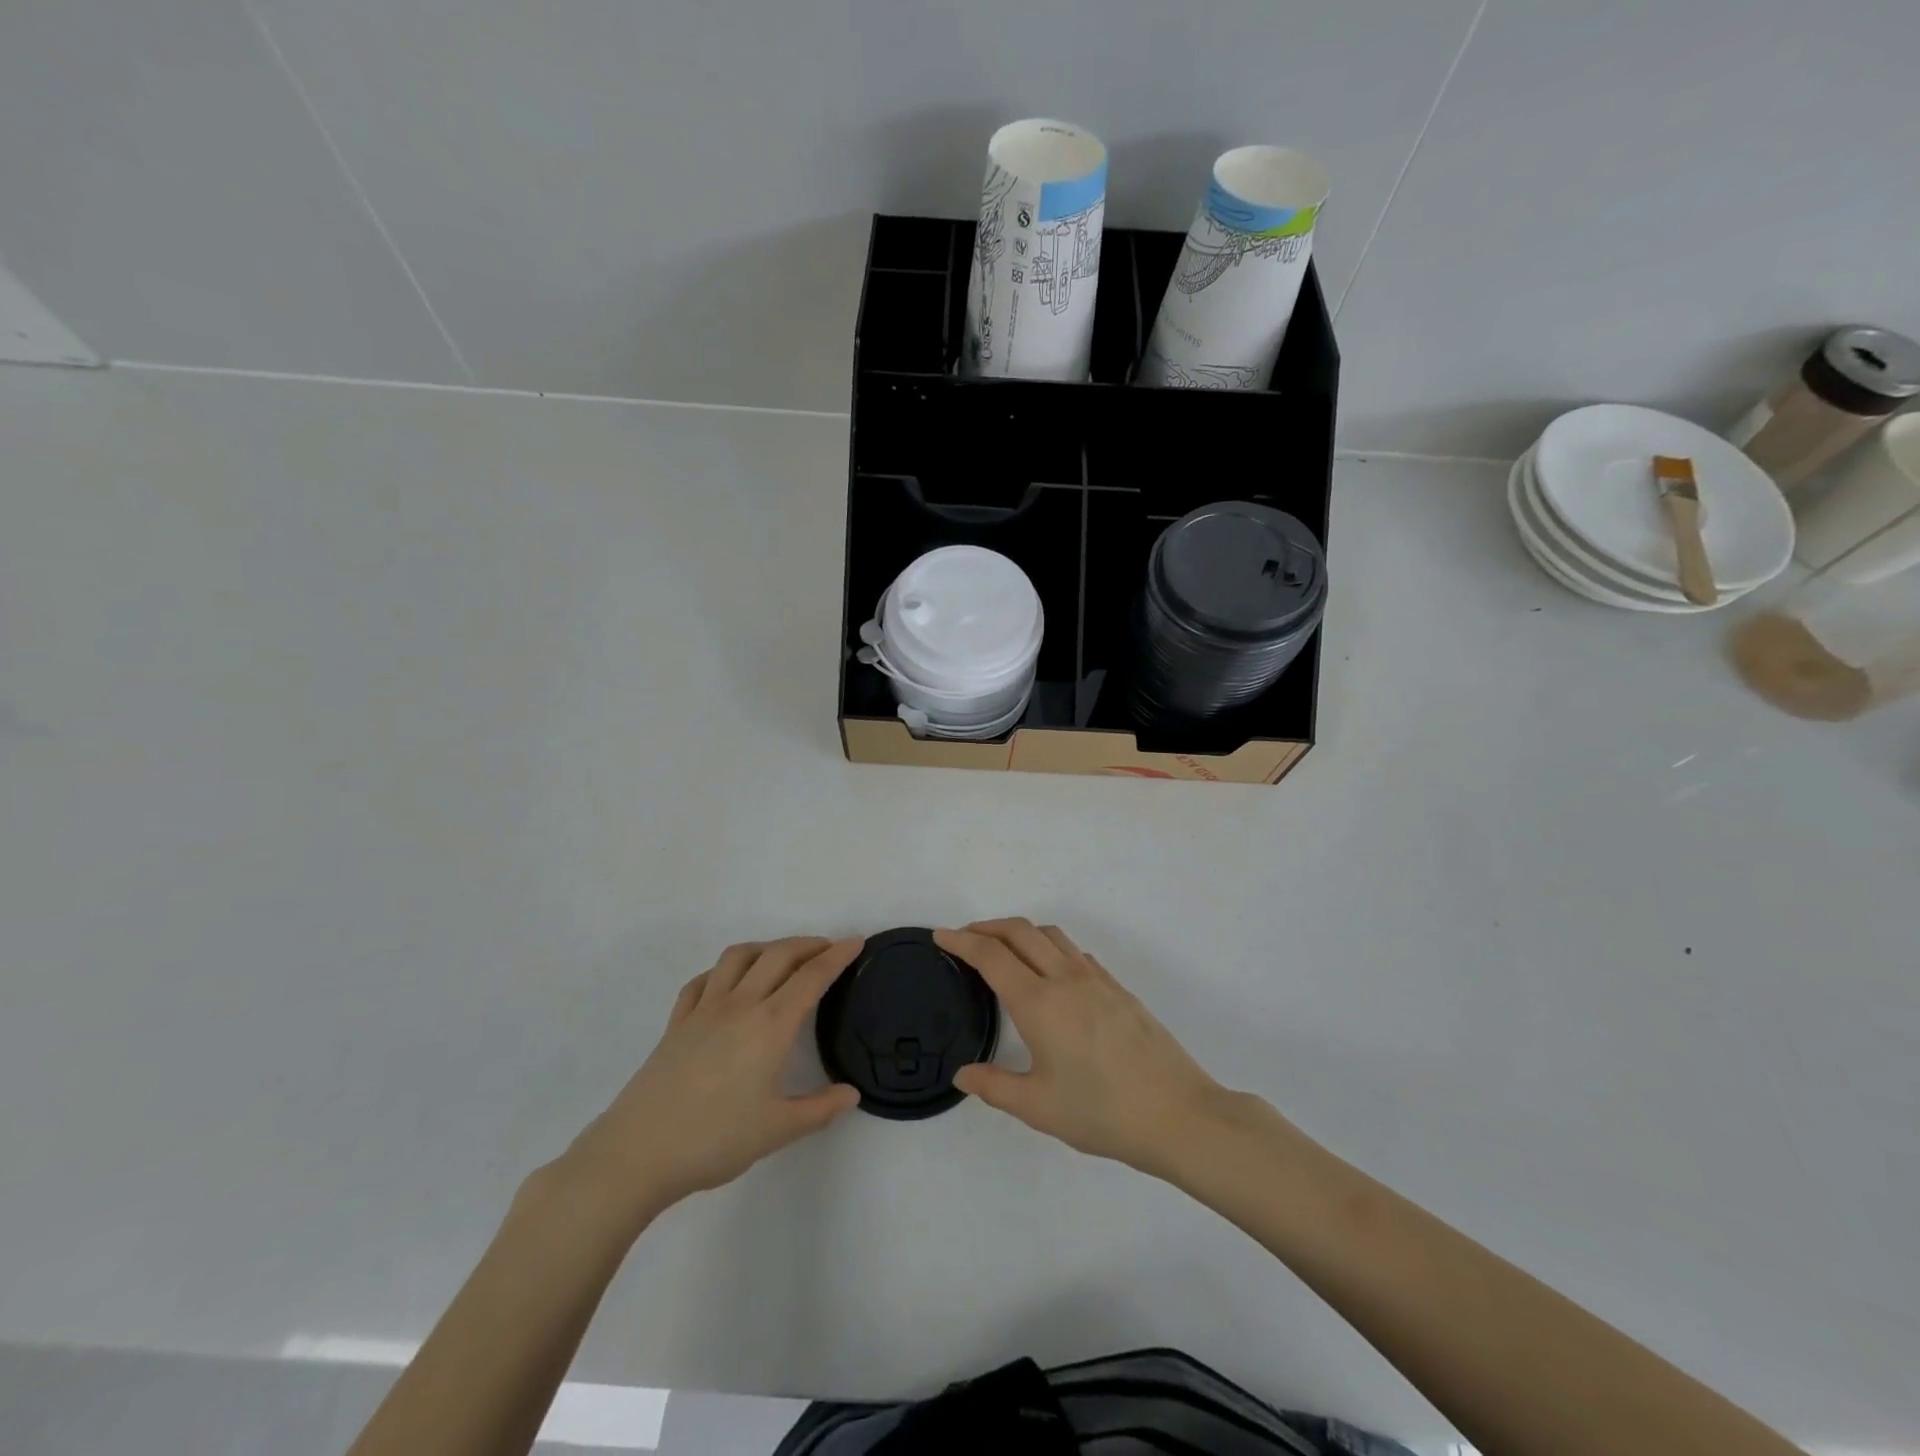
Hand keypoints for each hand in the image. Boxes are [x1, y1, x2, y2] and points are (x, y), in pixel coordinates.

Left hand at [559, 937, 862, 1219]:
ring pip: (738, 957)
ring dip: (766, 947)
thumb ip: (820, 1109)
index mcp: (771, 1025)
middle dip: (808, 944)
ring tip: (781, 957)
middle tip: (827, 948)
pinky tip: (727, 984)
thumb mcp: (778, 1130)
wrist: (638, 1152)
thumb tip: (852, 1094)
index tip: (856, 942)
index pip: (812, 977)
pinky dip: (723, 971)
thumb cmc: (715, 1140)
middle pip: (778, 955)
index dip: (837, 956)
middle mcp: (740, 1005)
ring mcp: (704, 1010)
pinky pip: (703, 981)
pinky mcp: (677, 1023)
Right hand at [938, 920, 1227, 1178]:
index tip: (941, 935)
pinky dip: (1050, 948)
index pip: (991, 956)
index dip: (961, 941)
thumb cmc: (1102, 1112)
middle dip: (988, 926)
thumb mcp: (1038, 1107)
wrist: (1177, 1113)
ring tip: (1005, 949)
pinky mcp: (1118, 988)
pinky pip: (1075, 952)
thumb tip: (963, 1074)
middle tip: (965, 937)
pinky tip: (1051, 974)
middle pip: (1020, 931)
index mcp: (1039, 1003)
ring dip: (1020, 932)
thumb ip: (994, 1086)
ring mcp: (1096, 980)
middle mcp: (1065, 979)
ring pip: (1051, 935)